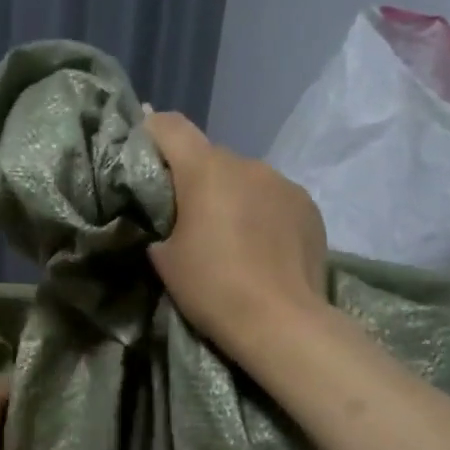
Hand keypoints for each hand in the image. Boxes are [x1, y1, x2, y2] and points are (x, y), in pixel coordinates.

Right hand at [144, 112, 328, 355]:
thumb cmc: (213, 287)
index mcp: (206, 170)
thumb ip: (162, 221)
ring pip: (245, 179)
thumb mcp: (165, 258)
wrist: (281, 322)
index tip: (141, 153)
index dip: (150, 132)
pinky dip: (261, 213)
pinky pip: (274, 198)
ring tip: (230, 236)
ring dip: (232, 196)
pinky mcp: (308, 206)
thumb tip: (171, 215)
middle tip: (186, 216)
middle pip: (210, 157)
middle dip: (195, 179)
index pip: (170, 127)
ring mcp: (283, 183)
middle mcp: (247, 164)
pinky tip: (262, 247)